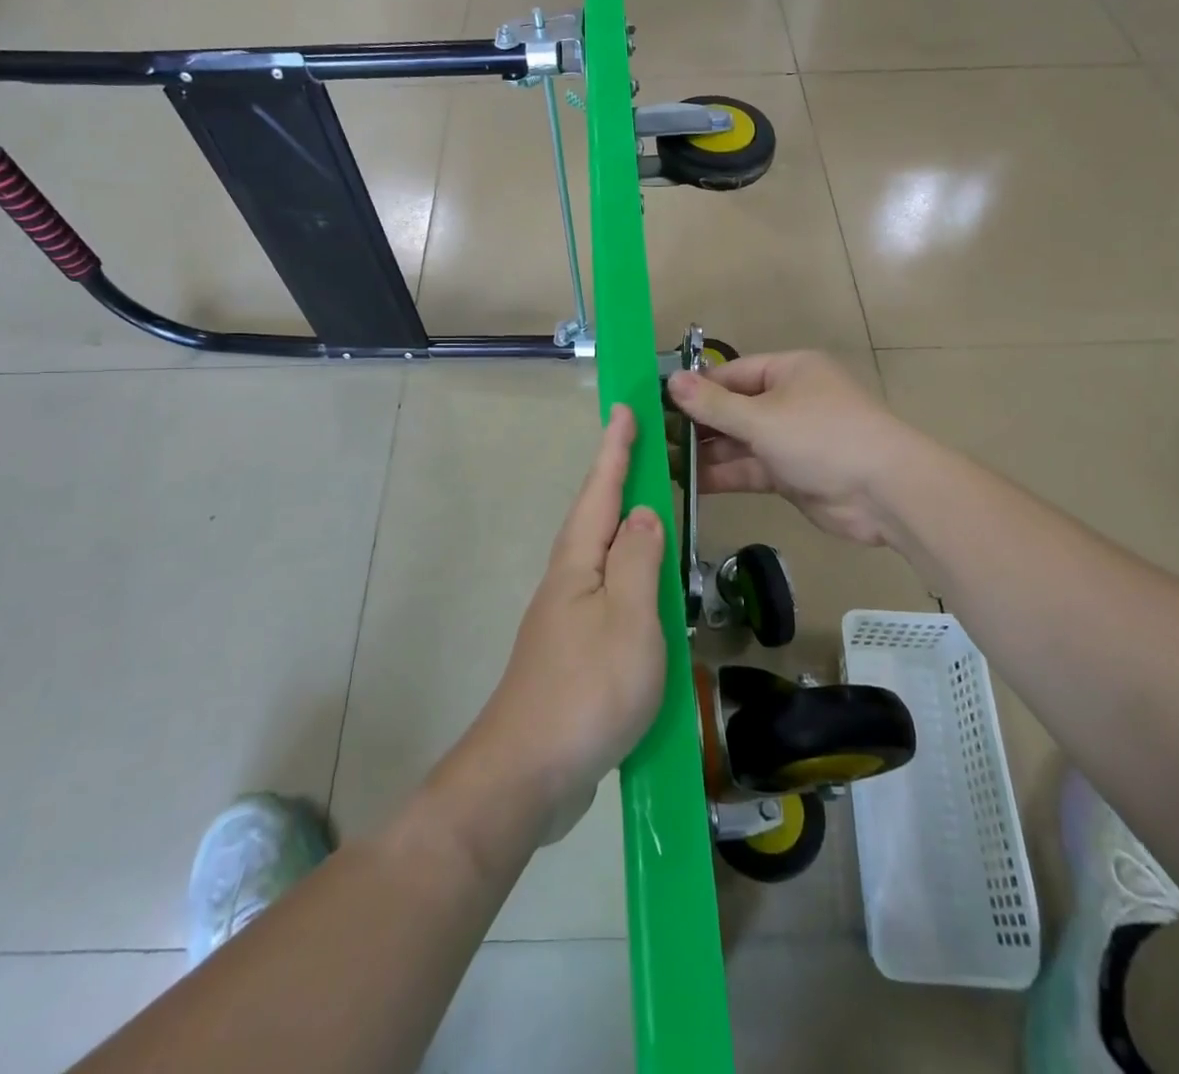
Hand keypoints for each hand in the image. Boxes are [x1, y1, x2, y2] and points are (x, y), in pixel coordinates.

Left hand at [471, 405, 665, 841]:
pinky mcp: (573, 650)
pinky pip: (607, 592)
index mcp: (578, 562)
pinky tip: (643, 587)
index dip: (615, 449)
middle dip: (617, 478)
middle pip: (595, 516)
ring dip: (623, 524)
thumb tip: (643, 512)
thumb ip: (639, 560)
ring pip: (601, 554)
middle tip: (643, 448)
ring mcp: (566, 617)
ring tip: (650, 507)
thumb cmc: (587, 688)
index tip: (624, 408)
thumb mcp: (629, 618)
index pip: (601, 490)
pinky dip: (627, 573)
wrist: (528, 771)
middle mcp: (567, 579)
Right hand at [667, 352, 916, 547]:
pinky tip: (689, 483)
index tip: (657, 403)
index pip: (731, 374)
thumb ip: (714, 404)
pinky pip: (750, 468)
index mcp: (788, 371)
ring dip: (706, 453)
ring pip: (739, 442)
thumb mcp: (762, 417)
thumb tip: (671, 380)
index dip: (696, 388)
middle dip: (696, 424)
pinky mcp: (791, 473)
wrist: (884, 493)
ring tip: (662, 462)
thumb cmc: (822, 437)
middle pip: (733, 408)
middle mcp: (789, 400)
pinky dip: (724, 475)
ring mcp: (791, 439)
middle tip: (653, 438)